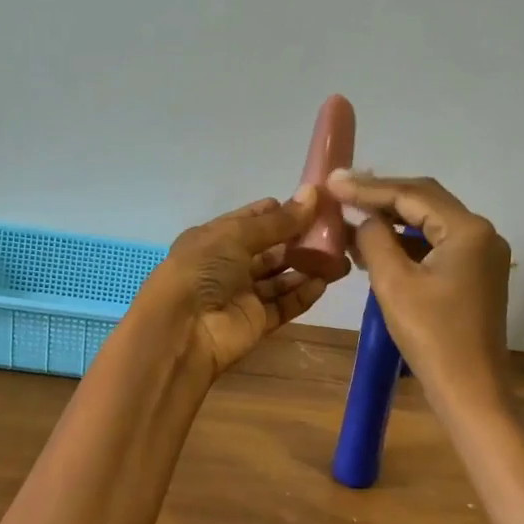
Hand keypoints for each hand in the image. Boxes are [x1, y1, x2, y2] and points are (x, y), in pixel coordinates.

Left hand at [133, 188, 335, 388]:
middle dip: (299, 240)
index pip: (251, 220)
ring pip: (280, 278)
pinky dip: (303, 294)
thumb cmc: (203, 269)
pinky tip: (325, 282)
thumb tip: (312, 194)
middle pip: (270, 249)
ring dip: (307, 268)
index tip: (313, 202)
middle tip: (336, 231)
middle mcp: (228, 264)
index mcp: (215, 238)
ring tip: (340, 257)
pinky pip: (284, 304)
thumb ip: (278, 221)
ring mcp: (242, 294)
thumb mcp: (236, 235)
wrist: (183, 330)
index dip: (279, 211)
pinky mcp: (256, 322)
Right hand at [327, 171, 512, 398]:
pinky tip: (375, 244)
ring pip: (429, 221)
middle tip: (340, 190)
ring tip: (351, 213)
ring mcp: (481, 254)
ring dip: (392, 218)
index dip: (368, 188)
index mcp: (468, 230)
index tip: (332, 181)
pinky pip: (436, 244)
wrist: (471, 392)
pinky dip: (406, 241)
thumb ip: (375, 239)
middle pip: (424, 200)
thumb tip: (363, 219)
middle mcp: (481, 233)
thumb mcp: (394, 283)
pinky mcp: (475, 274)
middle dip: (381, 195)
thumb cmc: (432, 337)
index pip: (411, 194)